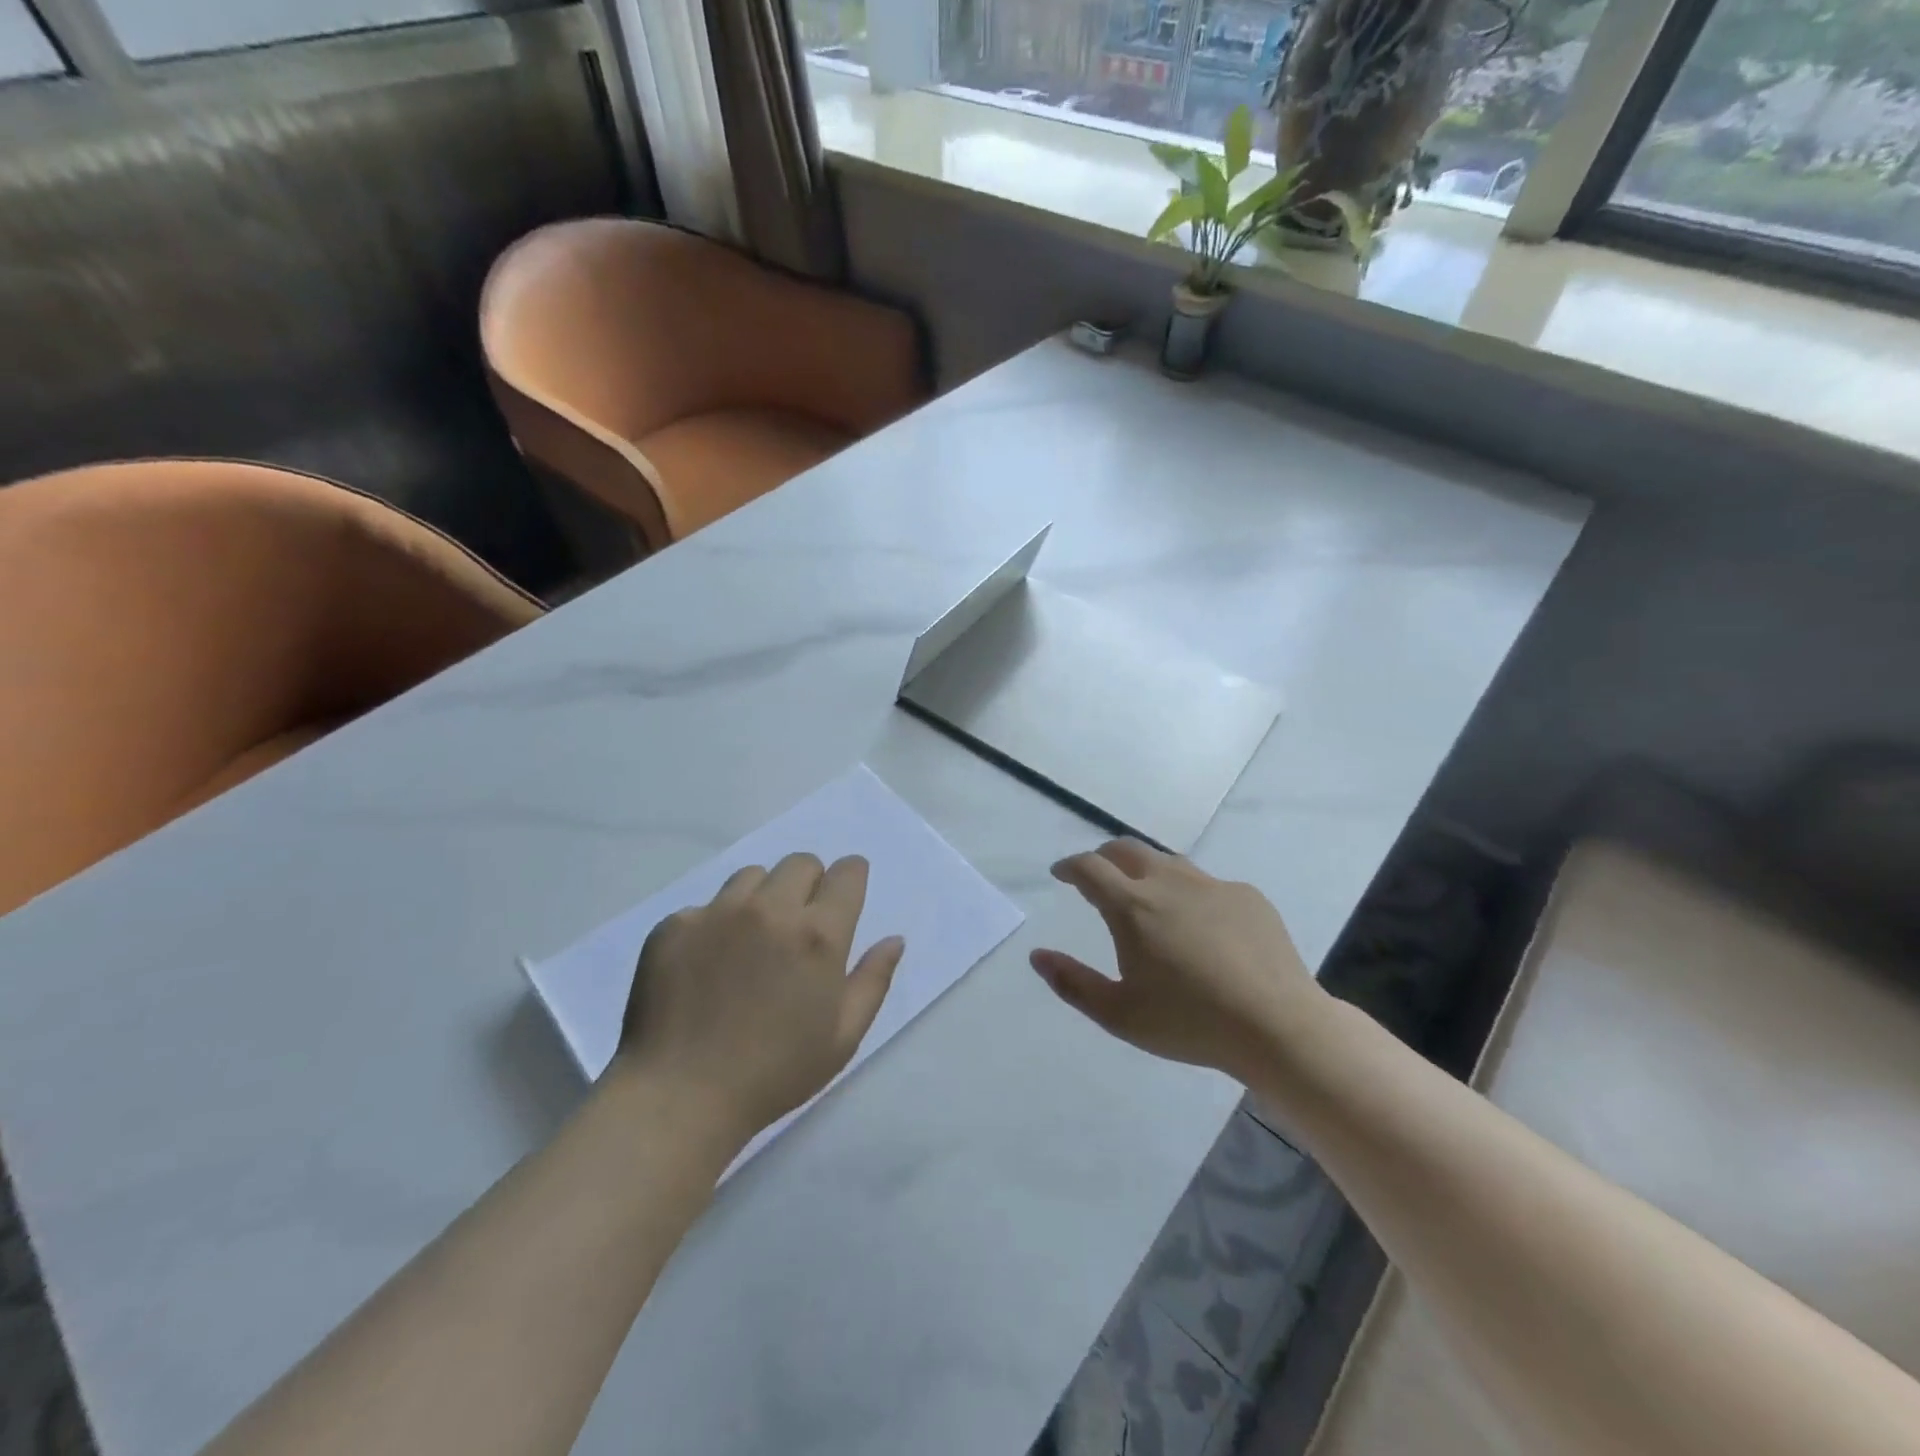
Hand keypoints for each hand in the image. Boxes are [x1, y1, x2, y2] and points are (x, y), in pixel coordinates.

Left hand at [613, 853, 905, 1140]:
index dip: (851, 878)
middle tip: (798, 925)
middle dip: (809, 884)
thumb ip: (873, 980)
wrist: (680, 1098)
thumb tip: (894, 939)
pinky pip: (705, 906)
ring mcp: (717, 913)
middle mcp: (770, 909)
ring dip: (762, 898)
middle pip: (800, 863)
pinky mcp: (674, 926)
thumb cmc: (775, 1073)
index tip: (844, 895)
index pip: (847, 873)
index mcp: (818, 934)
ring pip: (752, 877)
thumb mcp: (842, 1037)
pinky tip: (707, 966)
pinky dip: (714, 925)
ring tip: (750, 942)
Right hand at [1030, 839, 1328, 1083]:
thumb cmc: (1190, 1023)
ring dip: (1145, 869)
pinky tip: (1200, 925)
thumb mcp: (1119, 1014)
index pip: (1089, 868)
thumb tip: (1037, 956)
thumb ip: (1072, 983)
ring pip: (1168, 861)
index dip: (1069, 866)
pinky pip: (1207, 884)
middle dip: (1103, 856)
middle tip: (1096, 875)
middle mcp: (1169, 882)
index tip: (1061, 874)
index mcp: (1132, 906)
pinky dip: (1189, 893)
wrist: (1278, 1026)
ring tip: (1144, 894)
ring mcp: (1212, 885)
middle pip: (1126, 849)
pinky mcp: (1247, 896)